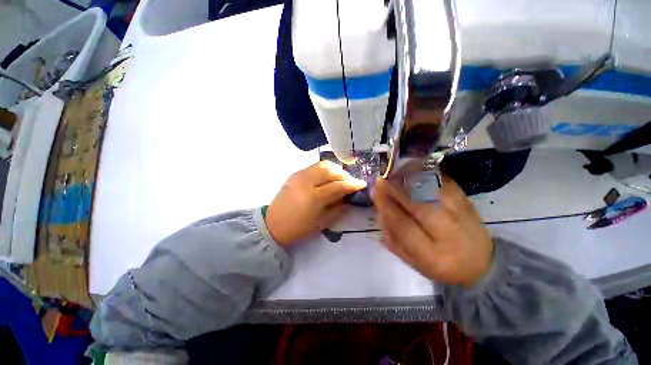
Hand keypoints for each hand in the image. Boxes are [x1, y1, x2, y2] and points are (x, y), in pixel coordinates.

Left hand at [265, 161, 366, 246]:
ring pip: (322, 165)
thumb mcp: (322, 223)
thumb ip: (338, 208)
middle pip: (330, 170)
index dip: (352, 184)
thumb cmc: (299, 228)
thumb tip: (348, 197)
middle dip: (344, 174)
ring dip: (335, 170)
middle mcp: (306, 182)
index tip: (362, 184)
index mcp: (314, 197)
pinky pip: (314, 167)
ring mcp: (299, 176)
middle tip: (350, 182)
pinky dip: (324, 170)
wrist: (273, 225)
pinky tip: (327, 178)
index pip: (338, 186)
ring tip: (340, 178)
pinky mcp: (295, 174)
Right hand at [372, 174, 492, 287]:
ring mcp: (462, 215)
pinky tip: (414, 170)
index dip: (387, 206)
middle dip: (396, 189)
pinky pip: (445, 182)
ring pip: (433, 190)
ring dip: (410, 179)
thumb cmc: (441, 266)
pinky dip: (427, 174)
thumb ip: (393, 239)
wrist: (481, 264)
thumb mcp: (413, 262)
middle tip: (381, 179)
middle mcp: (449, 233)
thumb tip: (379, 212)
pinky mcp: (468, 202)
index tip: (375, 192)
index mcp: (432, 256)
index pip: (404, 226)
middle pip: (419, 204)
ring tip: (395, 174)